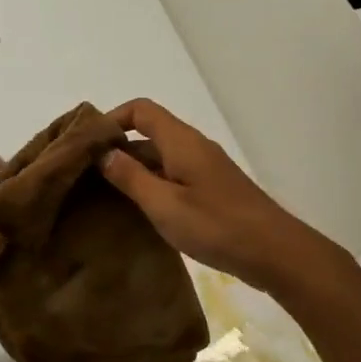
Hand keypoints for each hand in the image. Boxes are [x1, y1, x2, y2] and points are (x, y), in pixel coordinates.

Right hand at [101, 99, 342, 294]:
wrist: (274, 251)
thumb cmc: (215, 226)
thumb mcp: (163, 204)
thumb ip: (130, 177)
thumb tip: (103, 153)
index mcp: (181, 141)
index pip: (141, 110)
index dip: (112, 119)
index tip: (87, 144)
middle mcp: (193, 147)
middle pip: (149, 134)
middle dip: (117, 149)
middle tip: (86, 175)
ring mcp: (205, 169)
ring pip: (161, 159)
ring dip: (133, 171)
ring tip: (103, 196)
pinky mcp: (212, 191)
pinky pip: (173, 177)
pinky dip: (152, 186)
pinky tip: (138, 212)